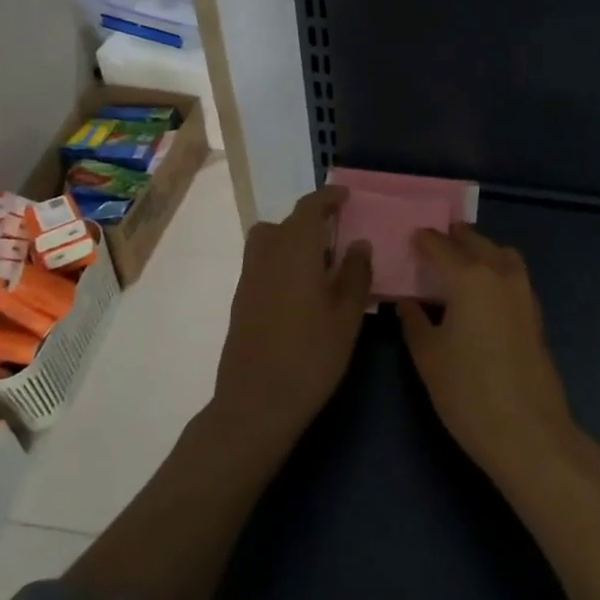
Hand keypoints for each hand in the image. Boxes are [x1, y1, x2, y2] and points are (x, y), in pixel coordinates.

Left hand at [213, 186, 371, 447]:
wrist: (256, 404)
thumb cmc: (310, 357)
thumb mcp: (347, 316)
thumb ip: (355, 274)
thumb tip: (358, 243)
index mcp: (295, 251)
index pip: (309, 208)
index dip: (327, 197)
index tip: (346, 196)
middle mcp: (266, 256)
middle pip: (284, 223)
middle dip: (309, 220)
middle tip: (337, 233)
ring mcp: (249, 279)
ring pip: (267, 242)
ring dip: (291, 240)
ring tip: (319, 263)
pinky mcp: (241, 302)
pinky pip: (262, 264)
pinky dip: (280, 262)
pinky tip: (302, 291)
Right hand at [398, 225, 576, 479]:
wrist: (527, 431)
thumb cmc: (468, 392)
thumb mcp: (428, 356)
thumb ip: (414, 321)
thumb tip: (406, 301)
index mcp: (469, 276)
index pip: (440, 245)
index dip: (423, 239)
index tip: (409, 237)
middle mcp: (499, 272)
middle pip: (474, 241)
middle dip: (453, 238)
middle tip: (431, 244)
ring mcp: (523, 290)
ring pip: (500, 253)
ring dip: (480, 249)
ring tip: (459, 262)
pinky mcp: (535, 311)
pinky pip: (512, 273)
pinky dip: (496, 268)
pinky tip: (482, 291)